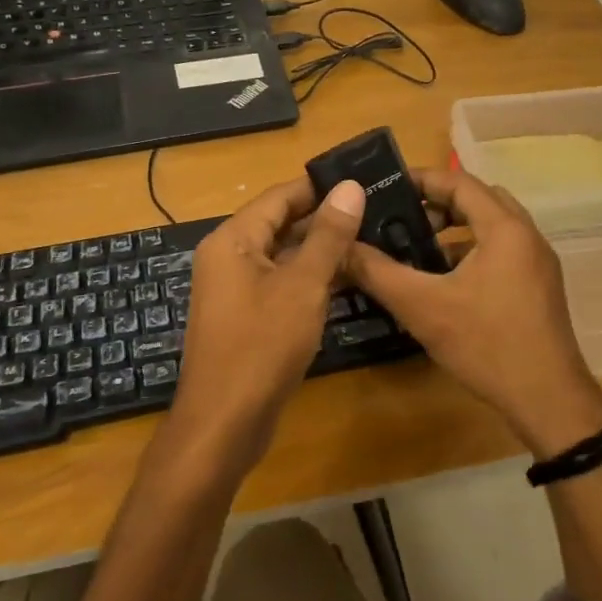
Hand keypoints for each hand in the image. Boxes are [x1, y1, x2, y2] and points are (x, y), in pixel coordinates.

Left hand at [169, 176, 366, 474]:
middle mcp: (229, 257)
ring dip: (321, 249)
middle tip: (376, 207)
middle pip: (280, 224)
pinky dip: (311, 278)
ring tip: (372, 237)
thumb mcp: (302, 286)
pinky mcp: (247, 316)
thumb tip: (349, 187)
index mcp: (232, 239)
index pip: (280, 196)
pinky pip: (281, 283)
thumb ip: (328, 235)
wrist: (224, 423)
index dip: (319, 185)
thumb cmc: (261, 346)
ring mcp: (236, 289)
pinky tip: (349, 278)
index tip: (362, 177)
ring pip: (284, 256)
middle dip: (325, 217)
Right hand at [345, 167, 601, 457]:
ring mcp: (538, 263)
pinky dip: (471, 252)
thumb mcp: (422, 306)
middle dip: (438, 203)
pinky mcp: (539, 288)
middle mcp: (527, 236)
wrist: (548, 400)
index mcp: (505, 228)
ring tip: (416, 246)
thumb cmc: (486, 344)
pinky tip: (444, 281)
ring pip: (492, 228)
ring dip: (456, 229)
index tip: (386, 185)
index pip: (459, 183)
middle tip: (399, 215)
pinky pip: (501, 252)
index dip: (421, 179)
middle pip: (479, 200)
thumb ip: (378, 272)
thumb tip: (340, 247)